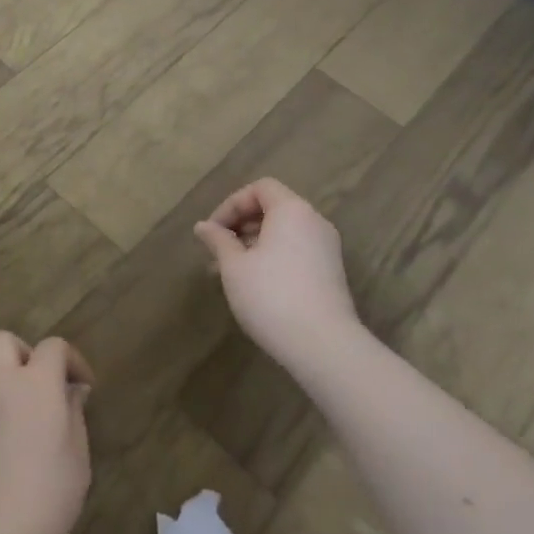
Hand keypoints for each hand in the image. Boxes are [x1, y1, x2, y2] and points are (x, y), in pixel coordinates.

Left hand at [0, 333, 93, 533]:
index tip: (84, 387)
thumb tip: (71, 391)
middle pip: (4, 341)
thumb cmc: (47, 492)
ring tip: (30, 421)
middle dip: (25, 354)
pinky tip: (10, 446)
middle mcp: (0, 383)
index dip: (72, 360)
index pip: (53, 346)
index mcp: (36, 382)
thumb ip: (74, 414)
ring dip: (8, 383)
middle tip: (44, 386)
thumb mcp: (77, 455)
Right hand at [194, 178, 364, 373]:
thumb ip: (218, 240)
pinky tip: (254, 285)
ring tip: (229, 271)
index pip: (260, 188)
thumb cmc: (271, 295)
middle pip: (273, 209)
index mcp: (292, 210)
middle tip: (217, 251)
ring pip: (284, 233)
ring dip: (253, 244)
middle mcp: (314, 222)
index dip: (231, 204)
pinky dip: (272, 257)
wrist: (323, 345)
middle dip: (240, 225)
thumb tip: (202, 226)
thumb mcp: (234, 266)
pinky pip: (296, 251)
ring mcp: (326, 249)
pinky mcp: (331, 273)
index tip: (213, 231)